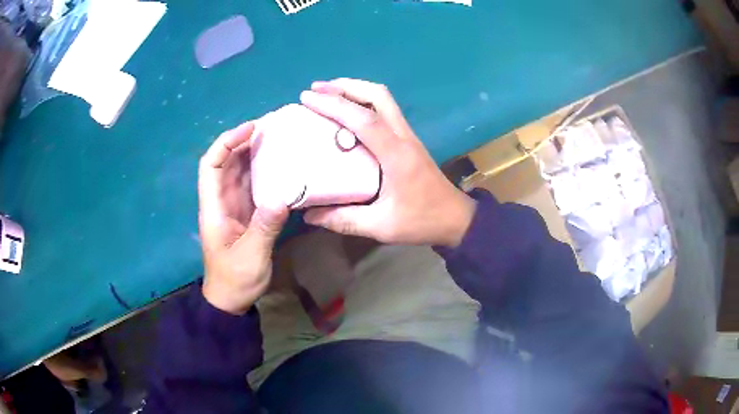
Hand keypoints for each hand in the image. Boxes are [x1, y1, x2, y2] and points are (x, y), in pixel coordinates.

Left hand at [198, 122, 288, 314]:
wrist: (231, 299)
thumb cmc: (235, 280)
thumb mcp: (251, 257)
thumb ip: (264, 228)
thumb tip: (283, 198)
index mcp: (213, 208)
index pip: (211, 165)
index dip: (226, 143)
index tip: (250, 129)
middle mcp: (220, 201)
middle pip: (225, 162)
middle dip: (243, 141)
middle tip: (272, 127)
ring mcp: (233, 206)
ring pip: (239, 171)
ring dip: (254, 152)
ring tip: (278, 138)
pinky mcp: (245, 213)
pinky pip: (252, 185)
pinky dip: (263, 171)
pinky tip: (281, 165)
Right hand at [300, 78, 475, 246]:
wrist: (456, 219)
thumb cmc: (422, 220)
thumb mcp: (381, 226)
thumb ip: (344, 219)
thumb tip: (309, 214)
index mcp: (396, 154)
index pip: (364, 119)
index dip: (334, 105)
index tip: (307, 98)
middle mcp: (403, 136)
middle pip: (378, 95)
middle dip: (345, 86)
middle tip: (317, 89)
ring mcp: (408, 135)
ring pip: (383, 98)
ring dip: (355, 90)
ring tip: (328, 94)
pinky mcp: (408, 140)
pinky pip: (385, 110)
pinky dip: (363, 102)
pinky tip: (348, 112)